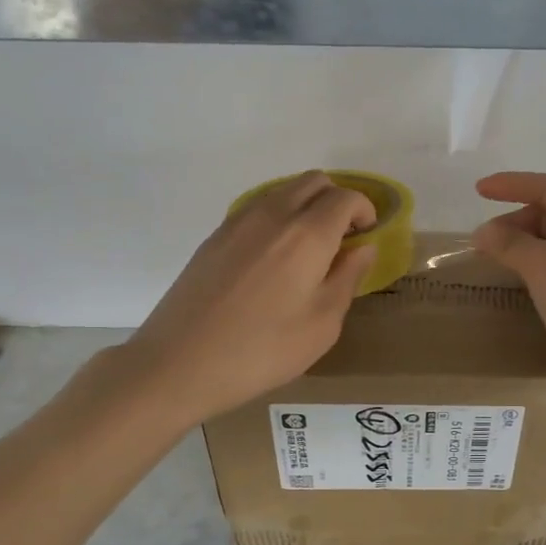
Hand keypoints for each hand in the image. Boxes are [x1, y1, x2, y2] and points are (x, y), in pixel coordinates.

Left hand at [89, 172, 377, 426]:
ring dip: (306, 206)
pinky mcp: (215, 236)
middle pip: (313, 181)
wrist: (179, 363)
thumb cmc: (262, 350)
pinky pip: (257, 208)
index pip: (345, 197)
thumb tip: (362, 247)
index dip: (364, 211)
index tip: (366, 237)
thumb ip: (347, 278)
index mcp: (307, 234)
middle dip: (336, 201)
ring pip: (283, 190)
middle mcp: (273, 214)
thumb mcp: (322, 324)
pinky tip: (273, 259)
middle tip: (342, 239)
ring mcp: (238, 222)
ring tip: (309, 250)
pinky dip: (278, 217)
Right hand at [472, 171, 545, 402]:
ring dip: (520, 245)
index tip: (478, 191)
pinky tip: (515, 281)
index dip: (512, 184)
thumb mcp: (544, 266)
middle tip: (483, 243)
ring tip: (493, 261)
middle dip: (513, 221)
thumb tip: (483, 232)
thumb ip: (510, 243)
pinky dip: (530, 267)